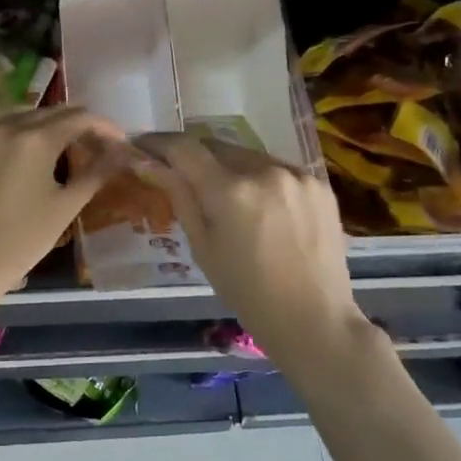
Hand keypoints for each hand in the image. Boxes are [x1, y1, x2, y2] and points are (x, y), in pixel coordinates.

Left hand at [0, 106, 129, 298]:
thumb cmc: (22, 239)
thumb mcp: (65, 207)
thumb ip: (95, 174)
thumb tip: (119, 154)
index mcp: (37, 139)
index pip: (80, 118)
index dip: (104, 127)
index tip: (119, 143)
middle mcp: (8, 126)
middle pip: (52, 112)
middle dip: (79, 124)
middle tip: (96, 145)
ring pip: (22, 112)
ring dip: (47, 120)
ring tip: (61, 141)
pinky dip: (17, 125)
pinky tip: (25, 144)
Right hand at [135, 134, 369, 359]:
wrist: (314, 318)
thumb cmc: (246, 291)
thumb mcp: (202, 246)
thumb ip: (179, 196)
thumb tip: (149, 163)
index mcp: (230, 191)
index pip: (184, 148)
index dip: (159, 142)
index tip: (142, 146)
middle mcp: (264, 170)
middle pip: (216, 146)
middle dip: (193, 155)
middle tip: (178, 171)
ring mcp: (296, 173)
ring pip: (247, 155)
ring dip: (228, 166)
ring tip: (222, 193)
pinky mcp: (318, 182)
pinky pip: (276, 168)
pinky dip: (260, 178)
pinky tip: (259, 205)